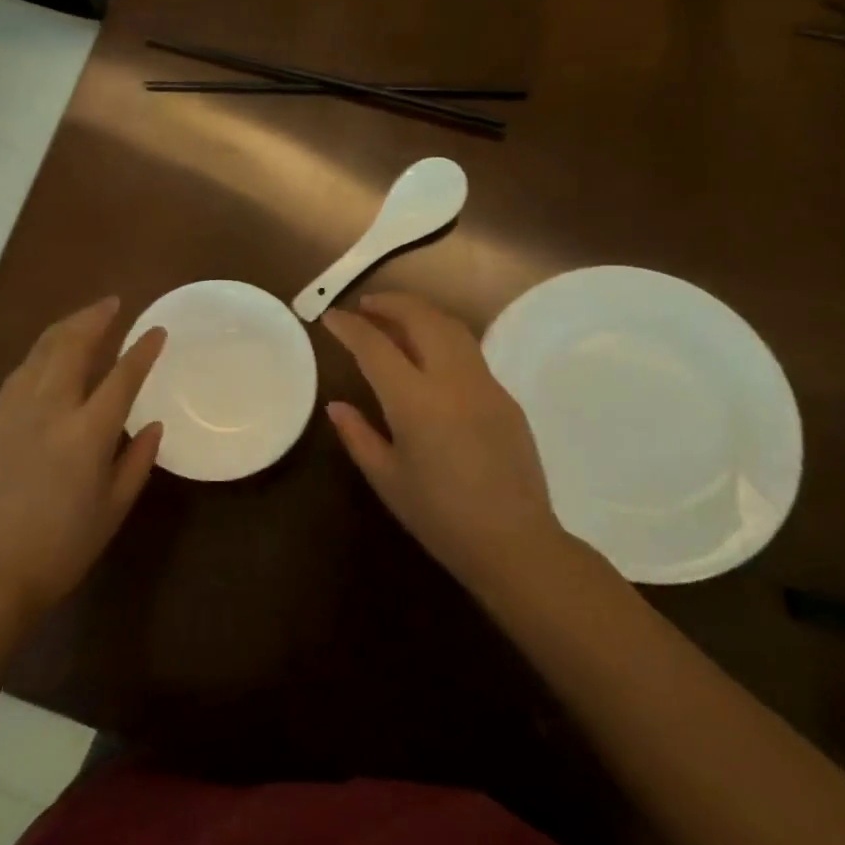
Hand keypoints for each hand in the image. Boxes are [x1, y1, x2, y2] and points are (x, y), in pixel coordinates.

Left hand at [0, 297, 165, 620]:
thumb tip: (153, 425)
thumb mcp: (114, 507)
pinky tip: (47, 354)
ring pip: (40, 352)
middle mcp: (50, 411)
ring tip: (84, 318)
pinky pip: (19, 372)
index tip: (157, 329)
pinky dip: (39, 354)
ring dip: (65, 328)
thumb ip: (137, 460)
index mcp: (87, 433)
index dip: (142, 350)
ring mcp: (16, 412)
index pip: (122, 377)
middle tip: (113, 303)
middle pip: (72, 346)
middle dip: (94, 318)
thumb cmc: (64, 545)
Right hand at [324, 291, 570, 593]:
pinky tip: (429, 355)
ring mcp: (484, 384)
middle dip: (390, 303)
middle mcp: (452, 380)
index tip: (331, 318)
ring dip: (420, 313)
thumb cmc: (440, 517)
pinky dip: (442, 337)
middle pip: (421, 318)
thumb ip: (358, 435)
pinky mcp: (505, 396)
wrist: (513, 541)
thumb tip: (336, 405)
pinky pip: (469, 352)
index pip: (375, 347)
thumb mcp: (387, 478)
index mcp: (415, 402)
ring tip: (395, 318)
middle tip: (365, 305)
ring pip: (451, 327)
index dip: (349, 327)